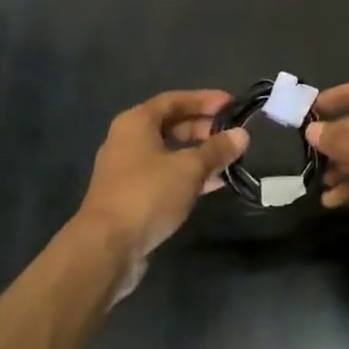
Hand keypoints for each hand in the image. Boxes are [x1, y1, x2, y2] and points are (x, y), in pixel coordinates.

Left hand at [77, 90, 247, 298]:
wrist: (106, 248)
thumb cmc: (147, 194)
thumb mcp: (189, 168)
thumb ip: (217, 149)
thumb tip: (242, 134)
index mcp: (136, 122)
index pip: (175, 100)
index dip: (205, 100)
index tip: (232, 104)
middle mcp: (128, 140)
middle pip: (171, 125)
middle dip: (203, 128)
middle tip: (233, 134)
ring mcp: (127, 170)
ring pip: (170, 153)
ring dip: (199, 155)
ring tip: (230, 159)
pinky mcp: (131, 197)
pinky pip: (165, 176)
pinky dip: (188, 176)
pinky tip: (213, 184)